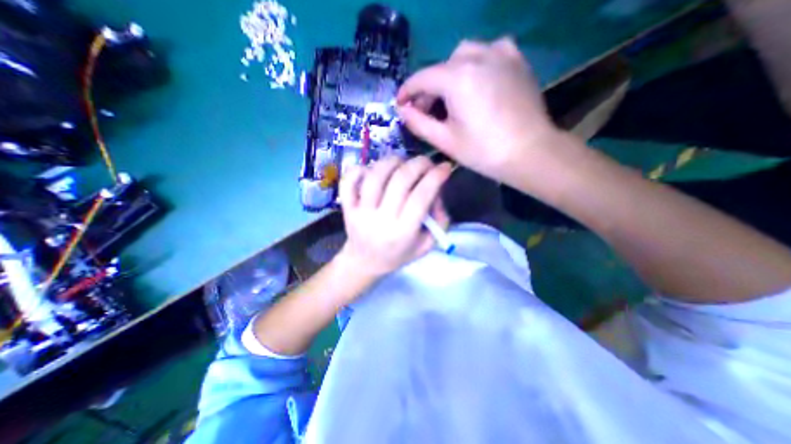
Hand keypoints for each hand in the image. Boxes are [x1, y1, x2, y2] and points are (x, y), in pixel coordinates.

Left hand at [337, 155, 454, 281]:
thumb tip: (438, 191)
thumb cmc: (398, 254)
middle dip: (418, 164)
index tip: (445, 167)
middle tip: (427, 162)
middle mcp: (380, 220)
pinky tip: (373, 169)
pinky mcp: (347, 207)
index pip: (421, 197)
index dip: (435, 177)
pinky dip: (359, 168)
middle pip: (400, 181)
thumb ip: (439, 221)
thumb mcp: (426, 245)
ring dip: (393, 161)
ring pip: (375, 176)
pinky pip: (348, 181)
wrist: (365, 262)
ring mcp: (360, 212)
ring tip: (403, 161)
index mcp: (403, 232)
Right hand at [398, 36, 557, 183]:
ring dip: (450, 75)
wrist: (529, 152)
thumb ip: (418, 123)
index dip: (407, 92)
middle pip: (441, 67)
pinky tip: (475, 83)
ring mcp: (500, 53)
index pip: (421, 78)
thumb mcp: (444, 140)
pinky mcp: (516, 59)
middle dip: (429, 88)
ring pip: (463, 56)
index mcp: (457, 78)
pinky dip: (474, 65)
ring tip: (450, 98)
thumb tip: (402, 110)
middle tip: (426, 110)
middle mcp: (477, 55)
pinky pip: (487, 52)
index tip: (400, 105)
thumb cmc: (483, 151)